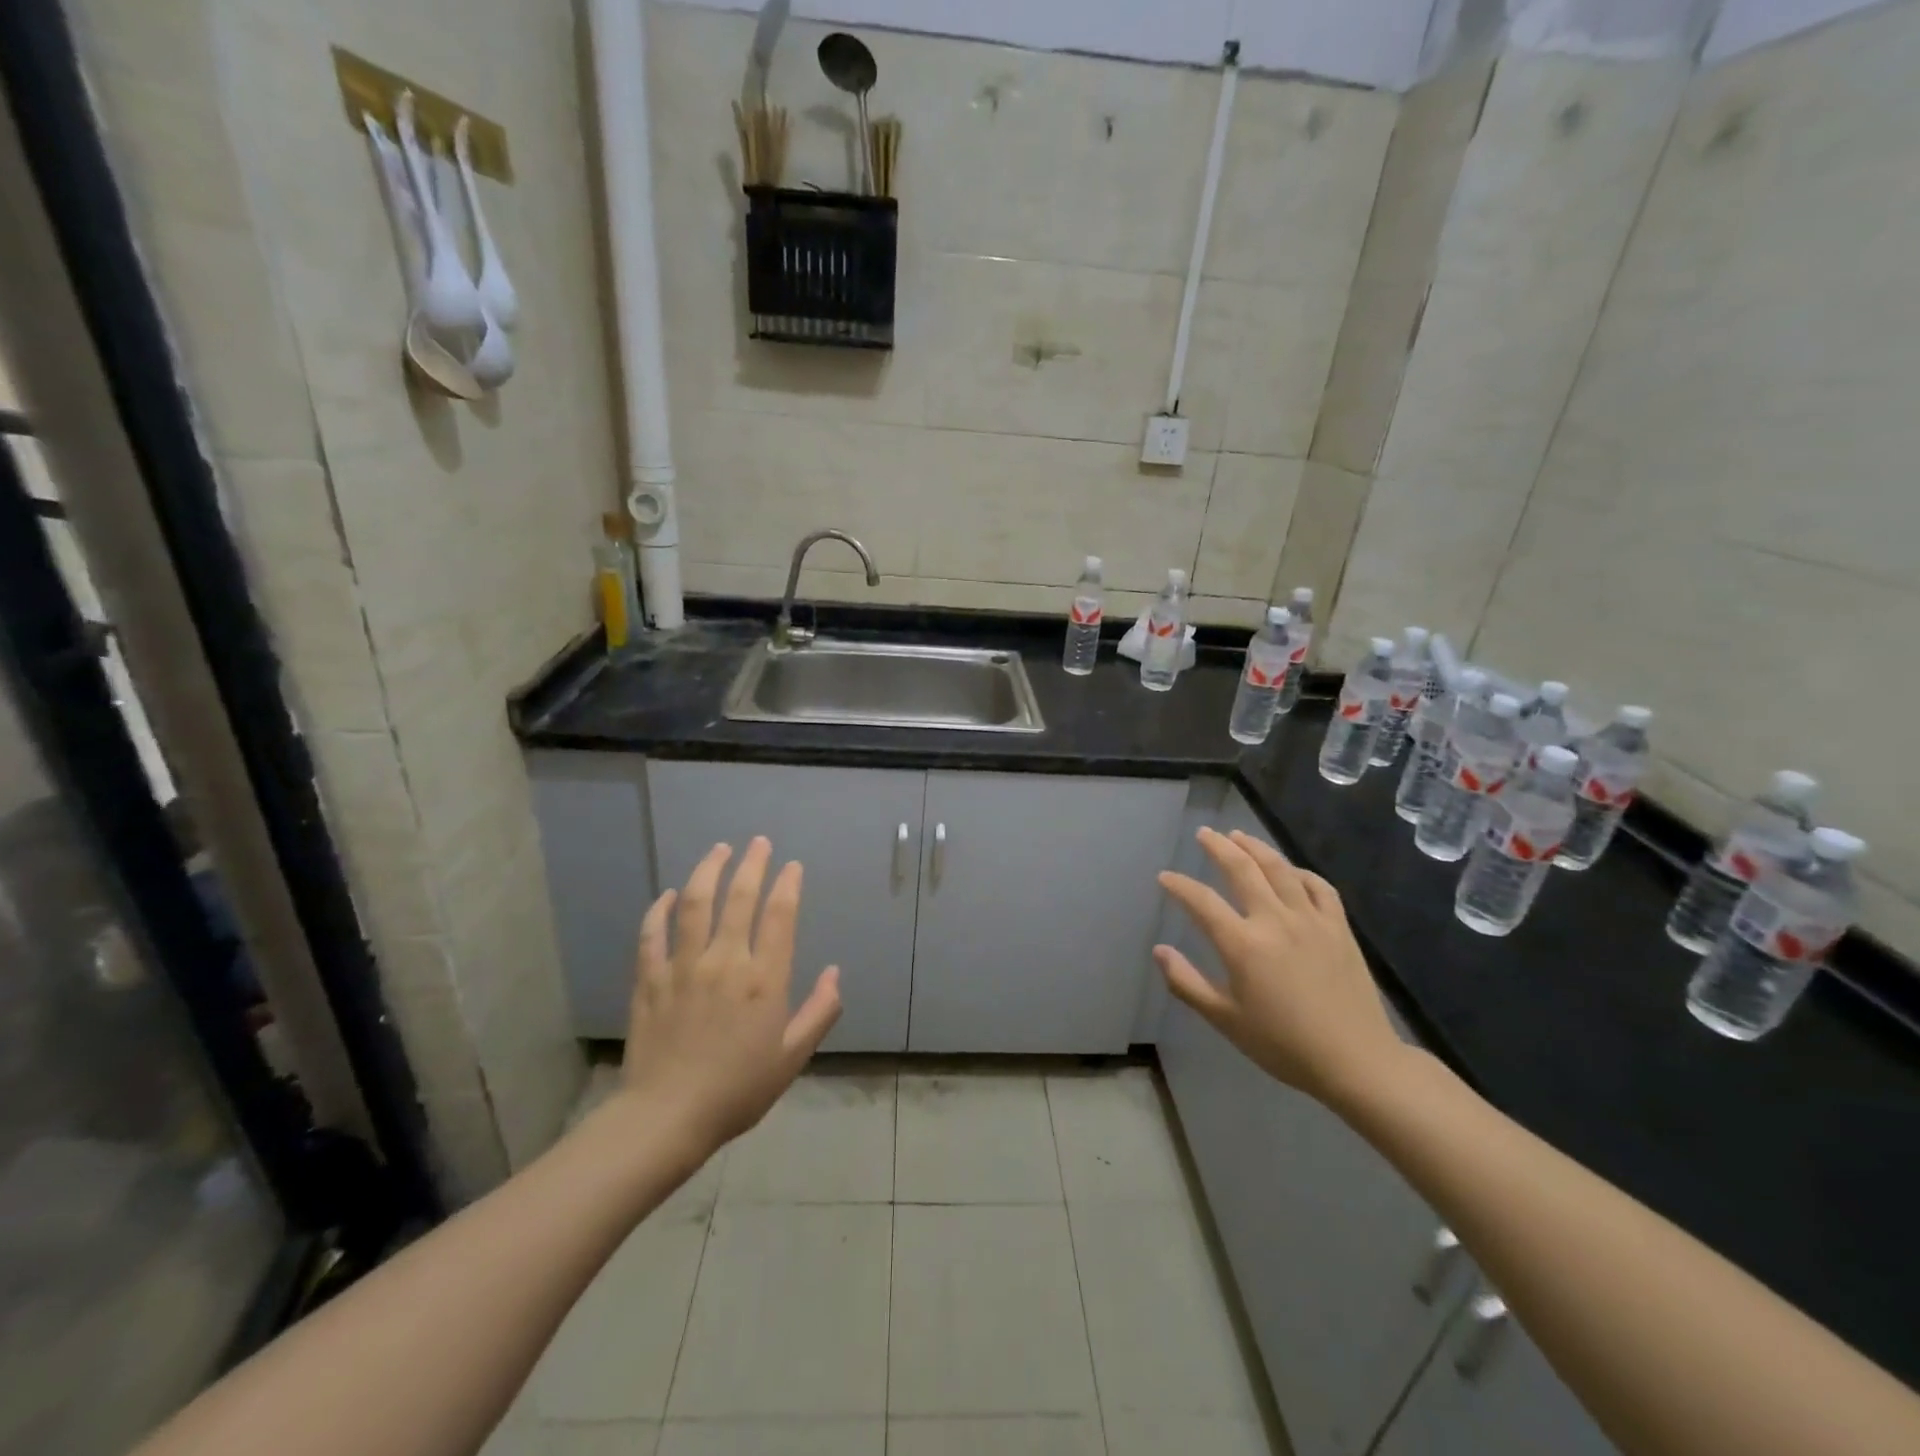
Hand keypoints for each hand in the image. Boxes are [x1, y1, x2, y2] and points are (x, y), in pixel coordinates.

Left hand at [616, 838, 841, 1154]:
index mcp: (763, 979)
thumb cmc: (738, 1089)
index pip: (780, 916)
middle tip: (758, 842)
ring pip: (695, 903)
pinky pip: (652, 934)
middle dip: (752, 864)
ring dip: (708, 870)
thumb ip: (819, 1012)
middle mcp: (725, 961)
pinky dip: (659, 910)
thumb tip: (835, 973)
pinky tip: (667, 895)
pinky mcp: (650, 979)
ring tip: (719, 849)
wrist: (668, 1117)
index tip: (792, 866)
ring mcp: (683, 966)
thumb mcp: (793, 1057)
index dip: (788, 885)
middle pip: (738, 897)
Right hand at [1155, 828, 1406, 1105]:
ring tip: (1238, 835)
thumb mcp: (1225, 1020)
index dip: (1180, 886)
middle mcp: (1275, 920)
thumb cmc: (1283, 1044)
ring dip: (1255, 847)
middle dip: (1218, 847)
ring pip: (1279, 869)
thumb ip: (1187, 983)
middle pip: (1242, 869)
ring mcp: (1311, 920)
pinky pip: (1318, 887)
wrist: (1356, 1060)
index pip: (1202, 902)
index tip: (1165, 877)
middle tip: (1204, 833)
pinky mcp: (1339, 927)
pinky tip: (1290, 871)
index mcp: (1243, 944)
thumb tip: (1159, 951)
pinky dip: (1300, 872)